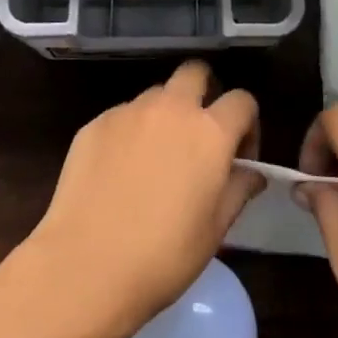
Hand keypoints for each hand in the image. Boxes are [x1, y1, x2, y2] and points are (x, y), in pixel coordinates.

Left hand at [26, 61, 263, 337]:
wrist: (86, 264)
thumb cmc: (164, 255)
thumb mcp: (215, 230)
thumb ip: (238, 190)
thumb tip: (251, 172)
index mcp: (209, 131)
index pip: (242, 100)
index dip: (247, 124)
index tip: (239, 157)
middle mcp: (171, 108)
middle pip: (195, 72)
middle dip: (204, 92)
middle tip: (198, 135)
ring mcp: (129, 111)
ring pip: (156, 94)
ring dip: (165, 114)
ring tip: (155, 158)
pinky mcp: (95, 123)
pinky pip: (123, 115)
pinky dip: (130, 132)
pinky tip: (120, 172)